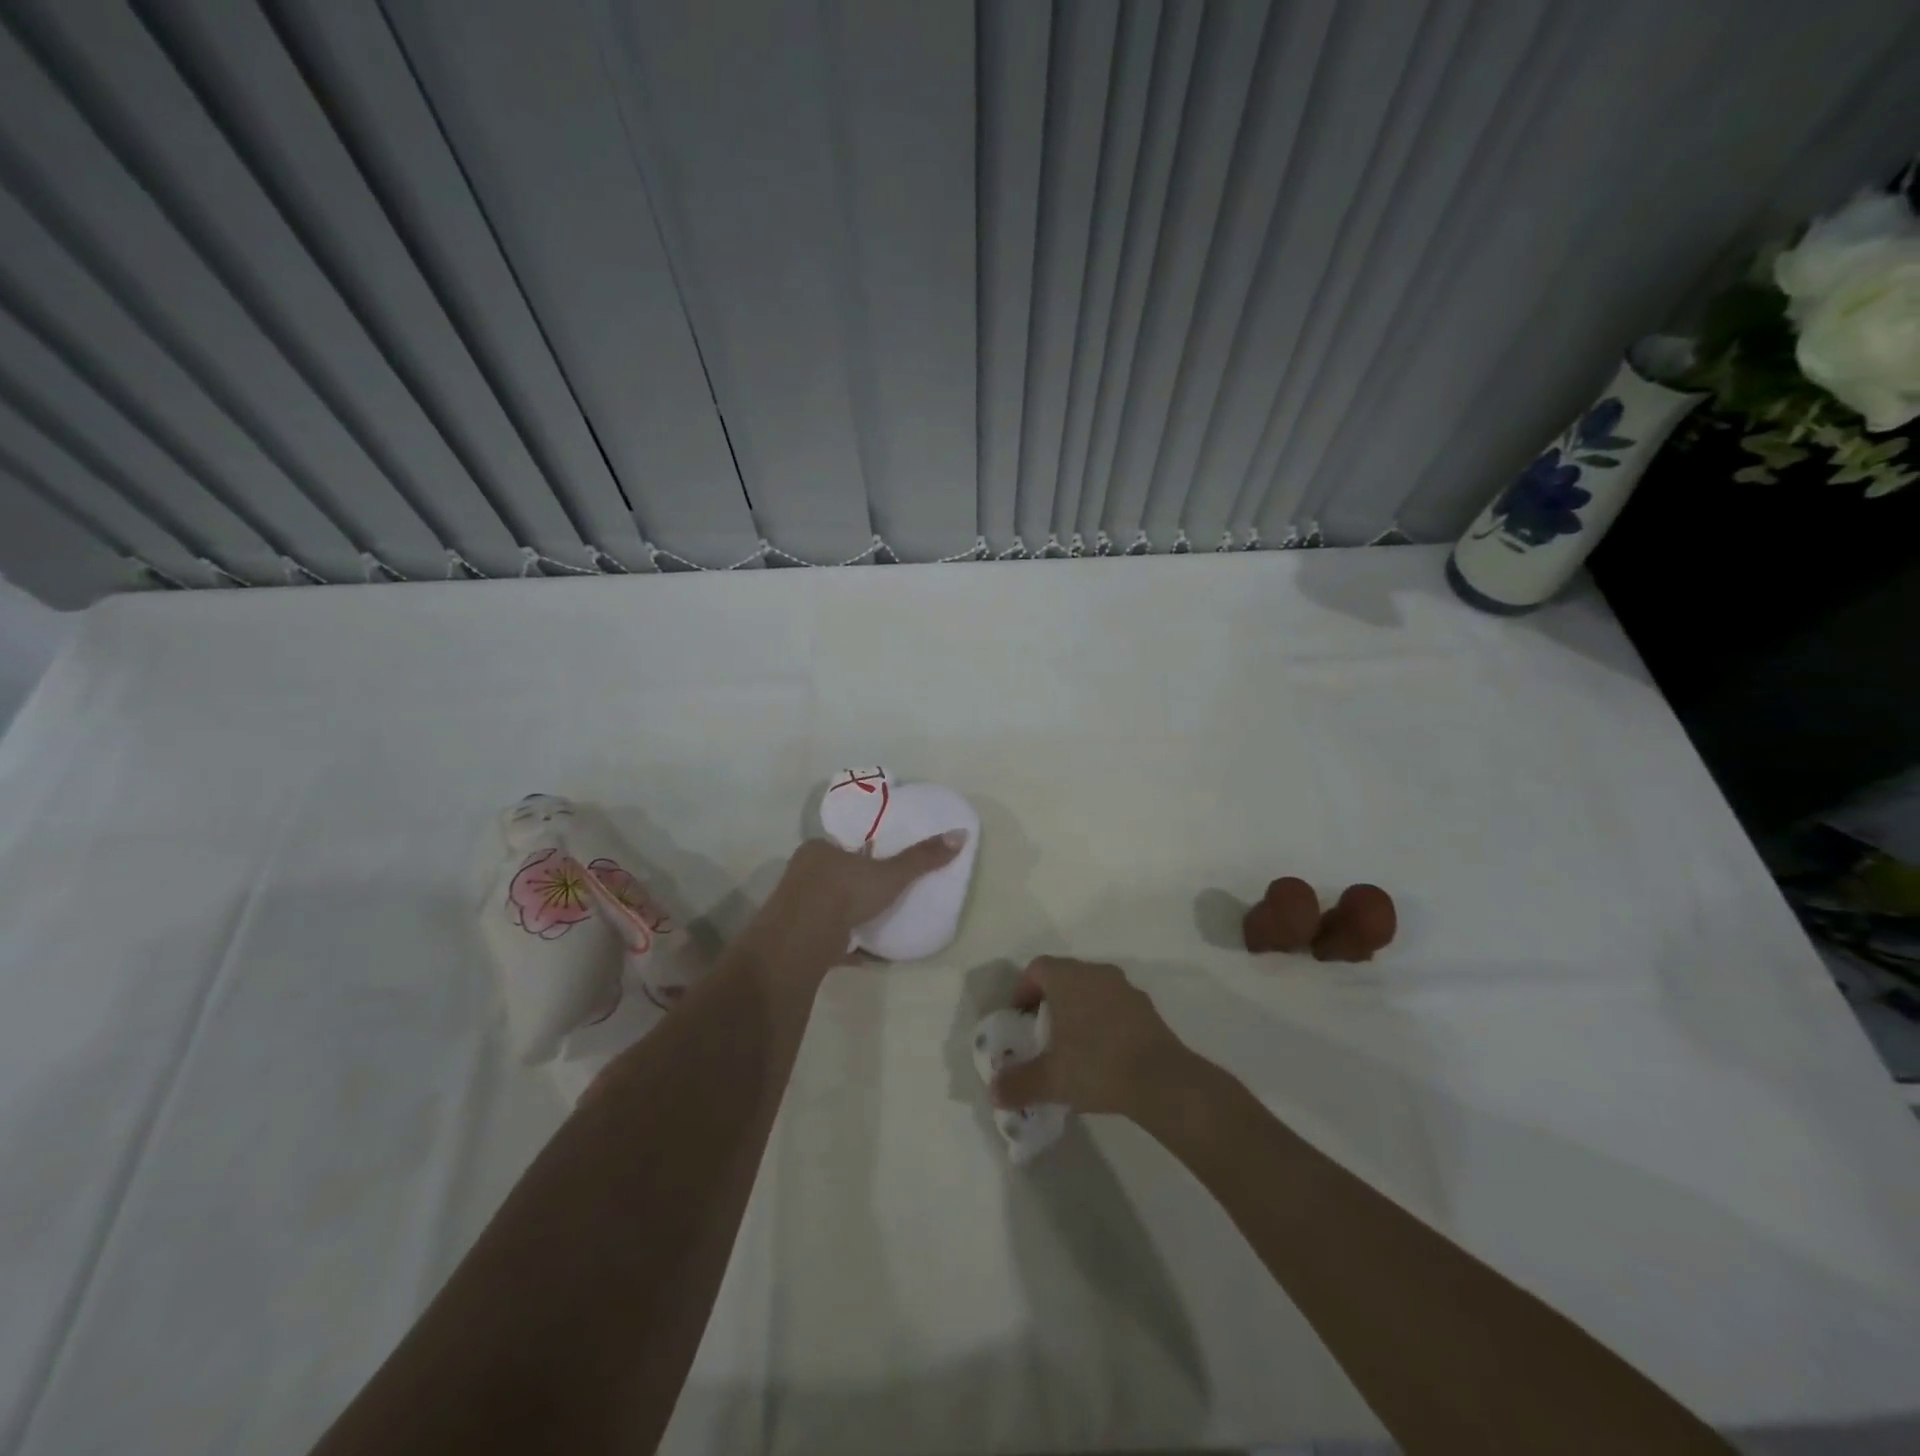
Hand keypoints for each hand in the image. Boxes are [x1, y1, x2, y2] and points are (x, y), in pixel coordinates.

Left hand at [747, 831, 966, 967]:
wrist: (802, 939)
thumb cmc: (845, 894)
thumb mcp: (890, 875)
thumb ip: (921, 858)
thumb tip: (960, 835)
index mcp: (819, 849)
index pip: (840, 845)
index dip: (859, 852)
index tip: (876, 863)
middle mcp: (801, 872)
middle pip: (830, 874)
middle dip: (850, 884)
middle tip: (877, 894)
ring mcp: (792, 905)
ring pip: (823, 905)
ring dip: (843, 914)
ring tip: (869, 921)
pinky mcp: (792, 935)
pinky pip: (820, 936)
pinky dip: (837, 944)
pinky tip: (857, 954)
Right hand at [989, 957, 1192, 1120]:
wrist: (1161, 1080)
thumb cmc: (1096, 1065)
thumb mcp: (1050, 1080)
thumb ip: (1018, 1083)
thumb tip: (994, 1092)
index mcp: (1068, 977)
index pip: (1037, 968)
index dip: (1023, 991)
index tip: (1019, 1020)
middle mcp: (1096, 973)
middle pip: (1064, 977)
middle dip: (1050, 1002)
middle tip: (1042, 1035)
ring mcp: (1125, 988)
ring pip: (1091, 991)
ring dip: (1079, 1011)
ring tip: (1073, 1048)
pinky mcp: (1147, 1008)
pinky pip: (1115, 1007)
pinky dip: (1103, 1022)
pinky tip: (1103, 1056)